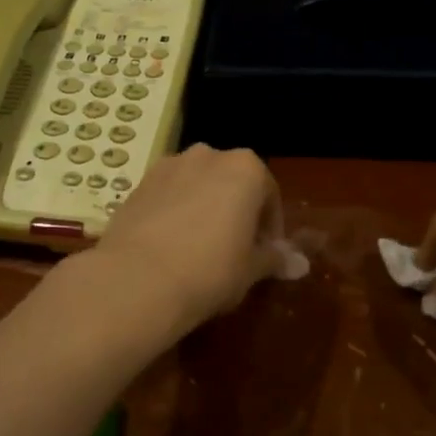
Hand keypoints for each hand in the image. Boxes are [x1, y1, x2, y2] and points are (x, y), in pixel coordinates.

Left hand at [89, 145, 283, 334]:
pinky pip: (168, 196)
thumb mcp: (251, 270)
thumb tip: (298, 263)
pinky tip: (171, 247)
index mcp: (245, 168)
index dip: (271, 227)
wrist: (136, 279)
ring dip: (205, 209)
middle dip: (238, 212)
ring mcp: (168, 166)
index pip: (270, 194)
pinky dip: (175, 213)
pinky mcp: (137, 184)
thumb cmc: (210, 271)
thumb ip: (275, 258)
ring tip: (201, 249)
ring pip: (198, 186)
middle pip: (232, 183)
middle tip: (236, 251)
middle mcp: (208, 156)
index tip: (267, 254)